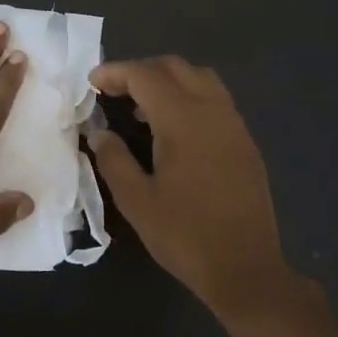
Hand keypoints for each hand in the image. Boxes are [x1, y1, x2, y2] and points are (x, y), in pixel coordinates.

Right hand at [88, 56, 288, 311]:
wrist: (245, 268)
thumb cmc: (184, 234)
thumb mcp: (136, 200)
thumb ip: (113, 159)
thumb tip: (100, 132)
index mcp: (183, 120)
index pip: (145, 76)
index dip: (115, 72)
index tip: (91, 82)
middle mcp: (213, 111)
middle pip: (176, 68)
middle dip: (142, 71)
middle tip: (114, 91)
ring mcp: (234, 126)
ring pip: (201, 80)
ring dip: (168, 82)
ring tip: (142, 109)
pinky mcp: (245, 144)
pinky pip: (216, 102)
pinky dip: (189, 99)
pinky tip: (173, 132)